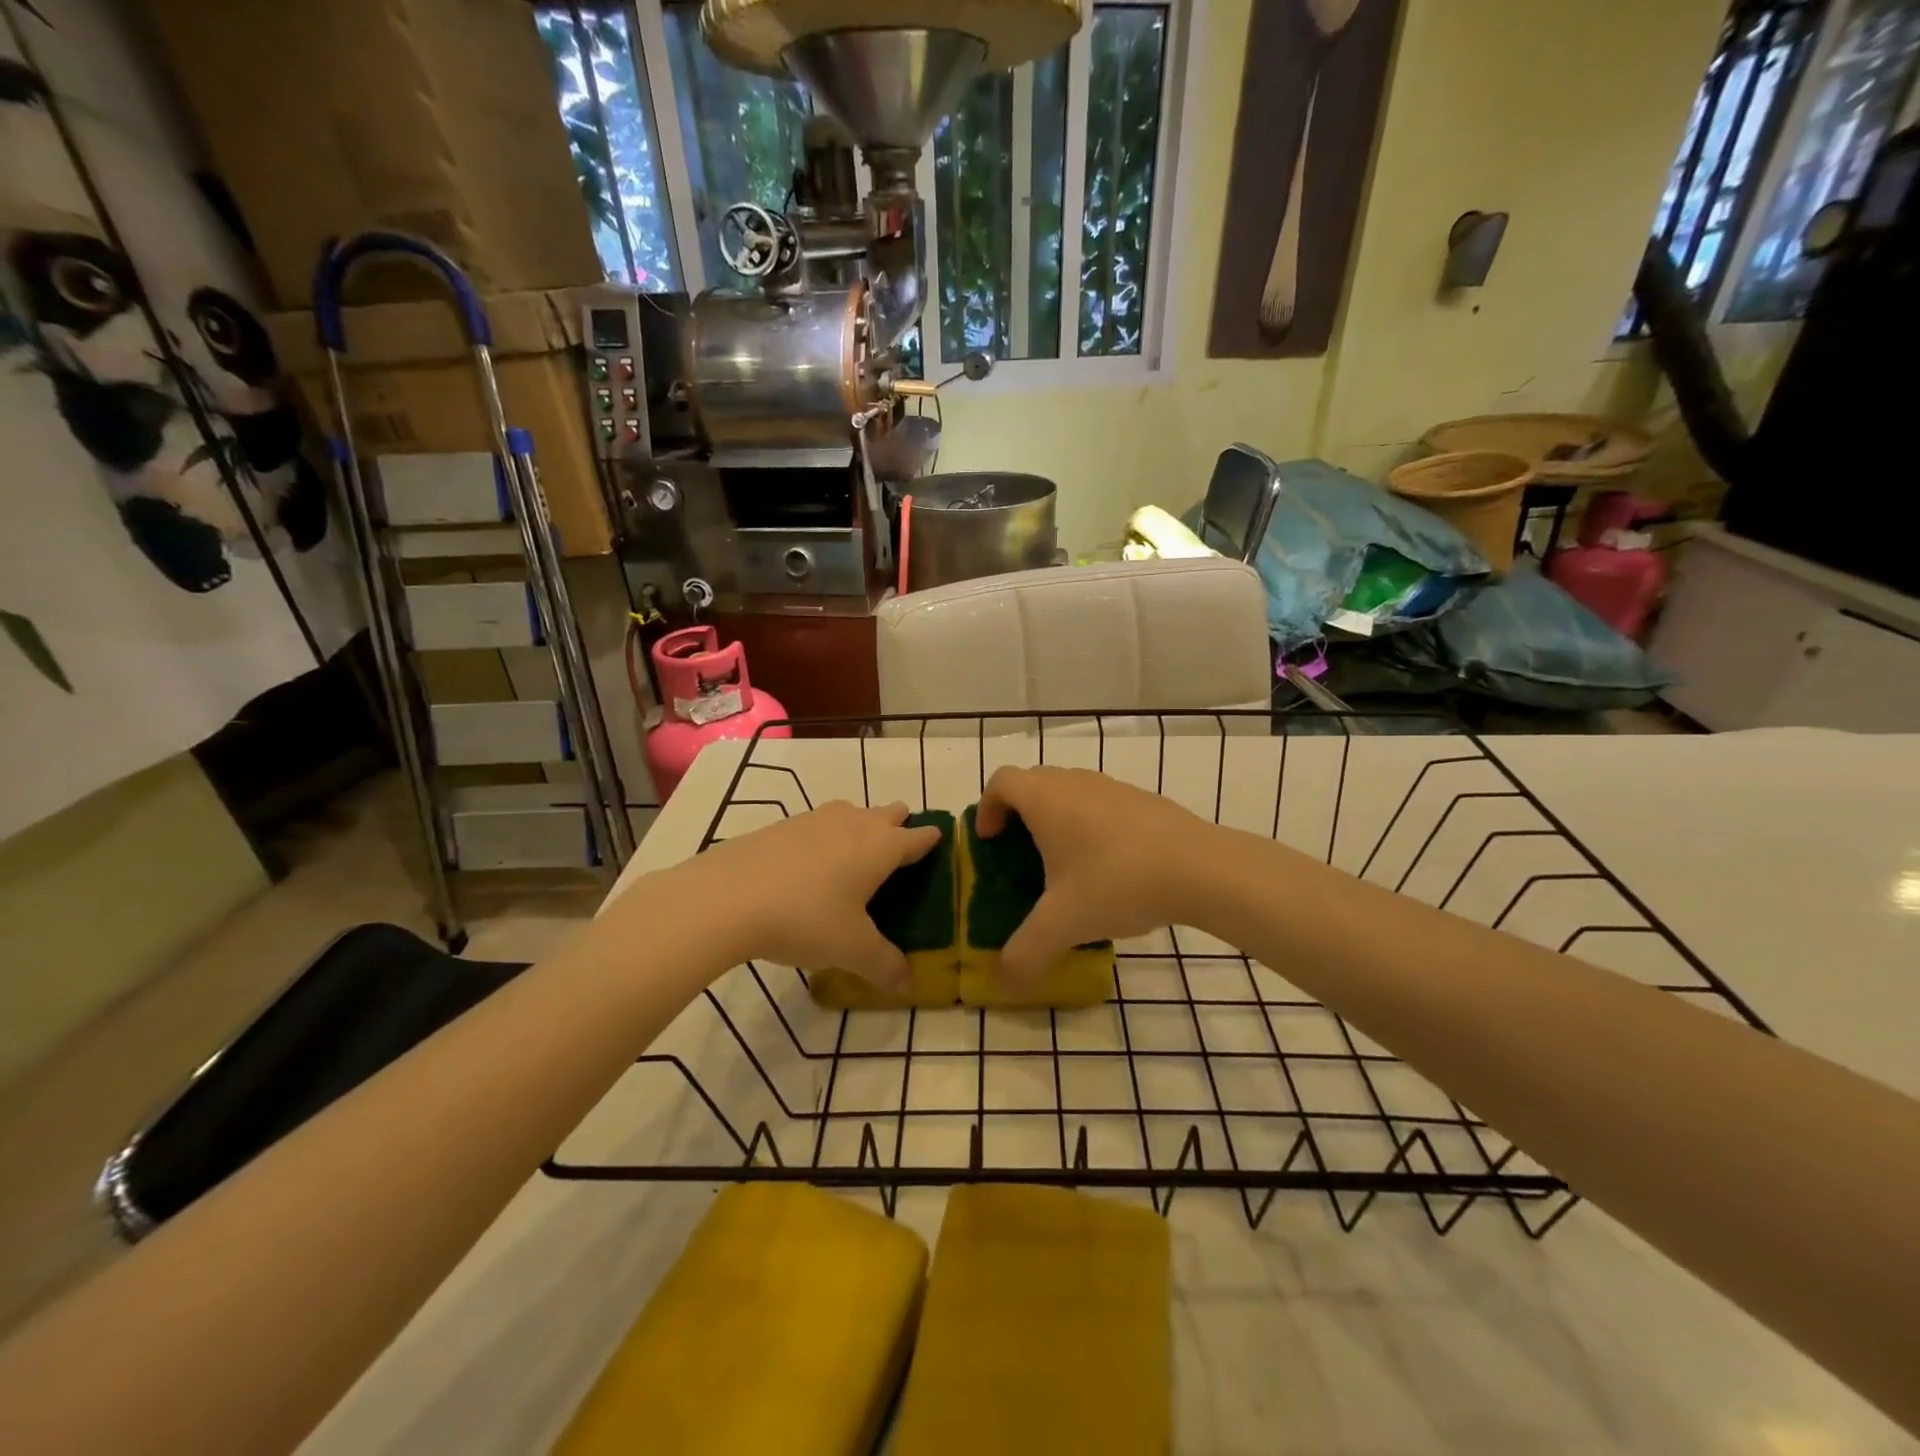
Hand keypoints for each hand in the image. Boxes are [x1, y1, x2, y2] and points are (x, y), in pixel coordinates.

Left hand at [687, 801, 941, 990]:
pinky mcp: (784, 824)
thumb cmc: (806, 918)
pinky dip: (826, 838)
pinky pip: (820, 824)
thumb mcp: (851, 950)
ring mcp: (817, 819)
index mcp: (882, 847)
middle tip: (898, 860)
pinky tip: (811, 867)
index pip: (919, 837)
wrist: (727, 896)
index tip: (939, 846)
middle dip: (899, 828)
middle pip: (890, 813)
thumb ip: (885, 965)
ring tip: (855, 862)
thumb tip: (907, 985)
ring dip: (862, 828)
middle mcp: (855, 823)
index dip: (932, 842)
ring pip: (853, 813)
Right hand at [976, 766, 1214, 982]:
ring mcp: (1113, 787)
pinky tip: (1108, 867)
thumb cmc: (1117, 882)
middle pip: (1033, 782)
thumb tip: (1002, 983)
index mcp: (1046, 799)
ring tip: (1064, 864)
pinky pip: (1101, 803)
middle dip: (1018, 814)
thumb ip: (1025, 954)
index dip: (987, 807)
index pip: (1001, 781)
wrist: (1201, 867)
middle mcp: (1075, 782)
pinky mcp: (1143, 800)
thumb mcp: (1063, 925)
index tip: (990, 840)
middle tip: (1019, 854)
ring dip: (1056, 818)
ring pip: (1070, 791)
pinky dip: (1090, 824)